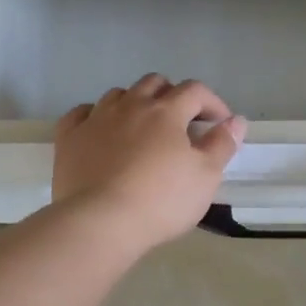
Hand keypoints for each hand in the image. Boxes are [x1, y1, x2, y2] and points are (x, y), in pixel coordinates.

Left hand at [53, 75, 246, 251]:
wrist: (100, 222)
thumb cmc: (161, 200)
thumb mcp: (205, 176)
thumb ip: (222, 144)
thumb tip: (236, 121)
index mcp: (166, 111)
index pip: (194, 90)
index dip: (211, 102)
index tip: (219, 123)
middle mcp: (130, 105)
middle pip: (154, 83)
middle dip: (172, 95)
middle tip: (181, 122)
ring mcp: (96, 118)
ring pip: (118, 94)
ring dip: (135, 103)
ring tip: (142, 127)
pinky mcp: (69, 137)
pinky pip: (82, 113)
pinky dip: (95, 116)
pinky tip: (101, 130)